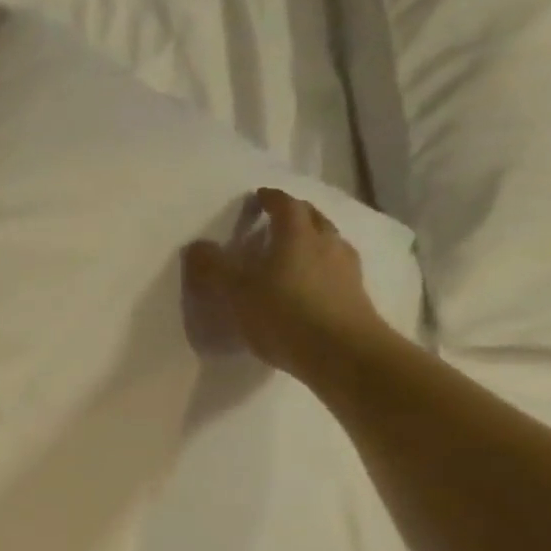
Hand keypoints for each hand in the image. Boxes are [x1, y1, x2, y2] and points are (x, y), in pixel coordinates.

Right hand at [182, 186, 394, 382]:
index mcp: (296, 234)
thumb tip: (195, 246)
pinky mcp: (355, 294)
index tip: (259, 197)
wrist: (341, 352)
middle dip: (295, 215)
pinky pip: (335, 268)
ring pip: (328, 242)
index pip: (285, 204)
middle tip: (276, 221)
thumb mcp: (237, 292)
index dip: (270, 199)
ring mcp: (346, 268)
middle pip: (312, 218)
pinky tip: (311, 283)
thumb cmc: (283, 313)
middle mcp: (326, 242)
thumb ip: (214, 267)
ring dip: (312, 240)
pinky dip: (321, 267)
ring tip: (294, 253)